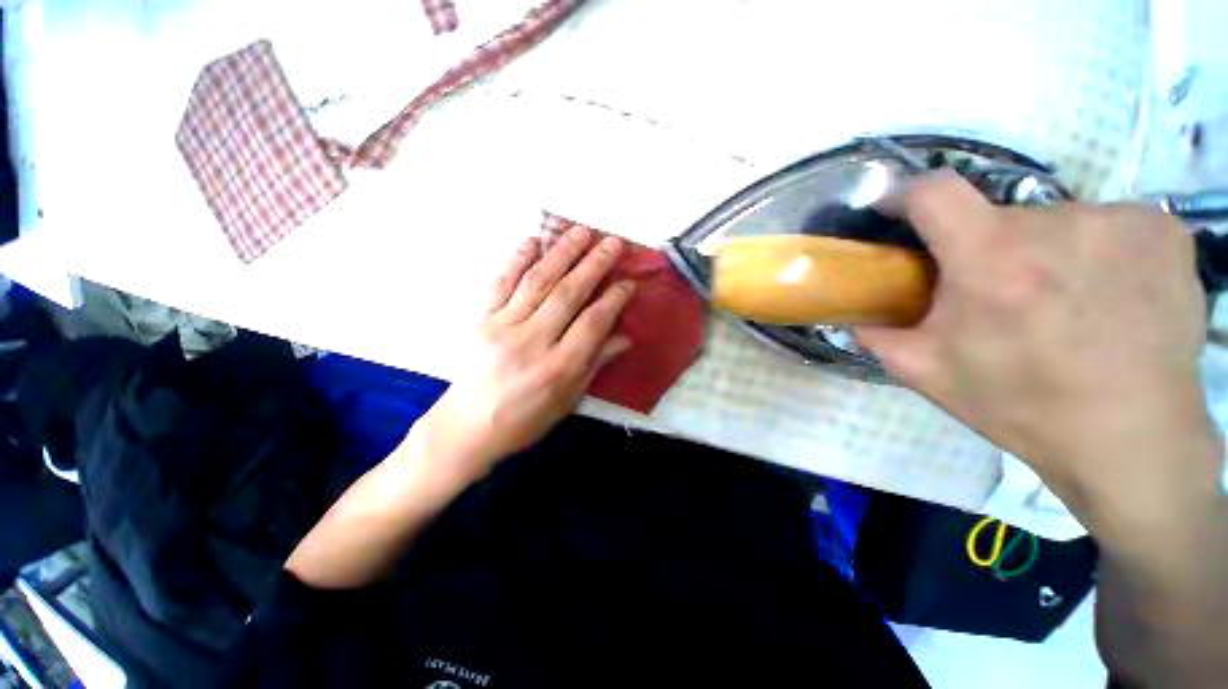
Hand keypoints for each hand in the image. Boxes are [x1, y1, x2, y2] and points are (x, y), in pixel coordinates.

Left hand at [408, 226, 634, 484]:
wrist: (467, 427)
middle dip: (593, 265)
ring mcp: (502, 327)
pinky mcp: (479, 319)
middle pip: (568, 294)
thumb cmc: (525, 419)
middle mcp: (532, 342)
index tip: (628, 282)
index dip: (614, 299)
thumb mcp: (568, 399)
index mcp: (558, 368)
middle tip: (611, 242)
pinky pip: (500, 283)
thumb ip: (595, 363)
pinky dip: (517, 259)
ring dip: (561, 253)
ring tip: (581, 231)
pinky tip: (533, 240)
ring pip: (537, 282)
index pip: (593, 323)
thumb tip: (625, 337)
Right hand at [856, 173, 1220, 520]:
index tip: (896, 209)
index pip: (935, 193)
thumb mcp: (928, 373)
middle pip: (998, 217)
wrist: (1131, 438)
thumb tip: (851, 314)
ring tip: (1056, 301)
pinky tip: (1106, 294)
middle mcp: (1059, 226)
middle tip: (995, 294)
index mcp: (992, 263)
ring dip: (1042, 251)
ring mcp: (1121, 222)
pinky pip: (1109, 225)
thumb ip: (878, 335)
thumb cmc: (1022, 405)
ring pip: (1055, 223)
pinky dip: (1096, 251)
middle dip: (985, 248)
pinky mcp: (1165, 231)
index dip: (906, 193)